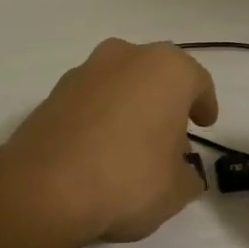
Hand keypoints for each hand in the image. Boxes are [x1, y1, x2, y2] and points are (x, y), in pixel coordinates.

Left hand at [1, 38, 217, 244]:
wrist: (44, 190)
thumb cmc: (128, 181)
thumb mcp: (176, 190)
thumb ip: (188, 176)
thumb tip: (182, 172)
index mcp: (166, 69)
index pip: (197, 82)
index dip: (205, 104)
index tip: (205, 123)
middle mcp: (125, 57)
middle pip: (155, 77)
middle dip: (165, 103)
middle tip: (171, 136)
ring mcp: (83, 72)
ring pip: (119, 85)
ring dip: (130, 108)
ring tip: (132, 147)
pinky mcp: (51, 95)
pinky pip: (89, 103)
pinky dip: (99, 119)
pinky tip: (99, 152)